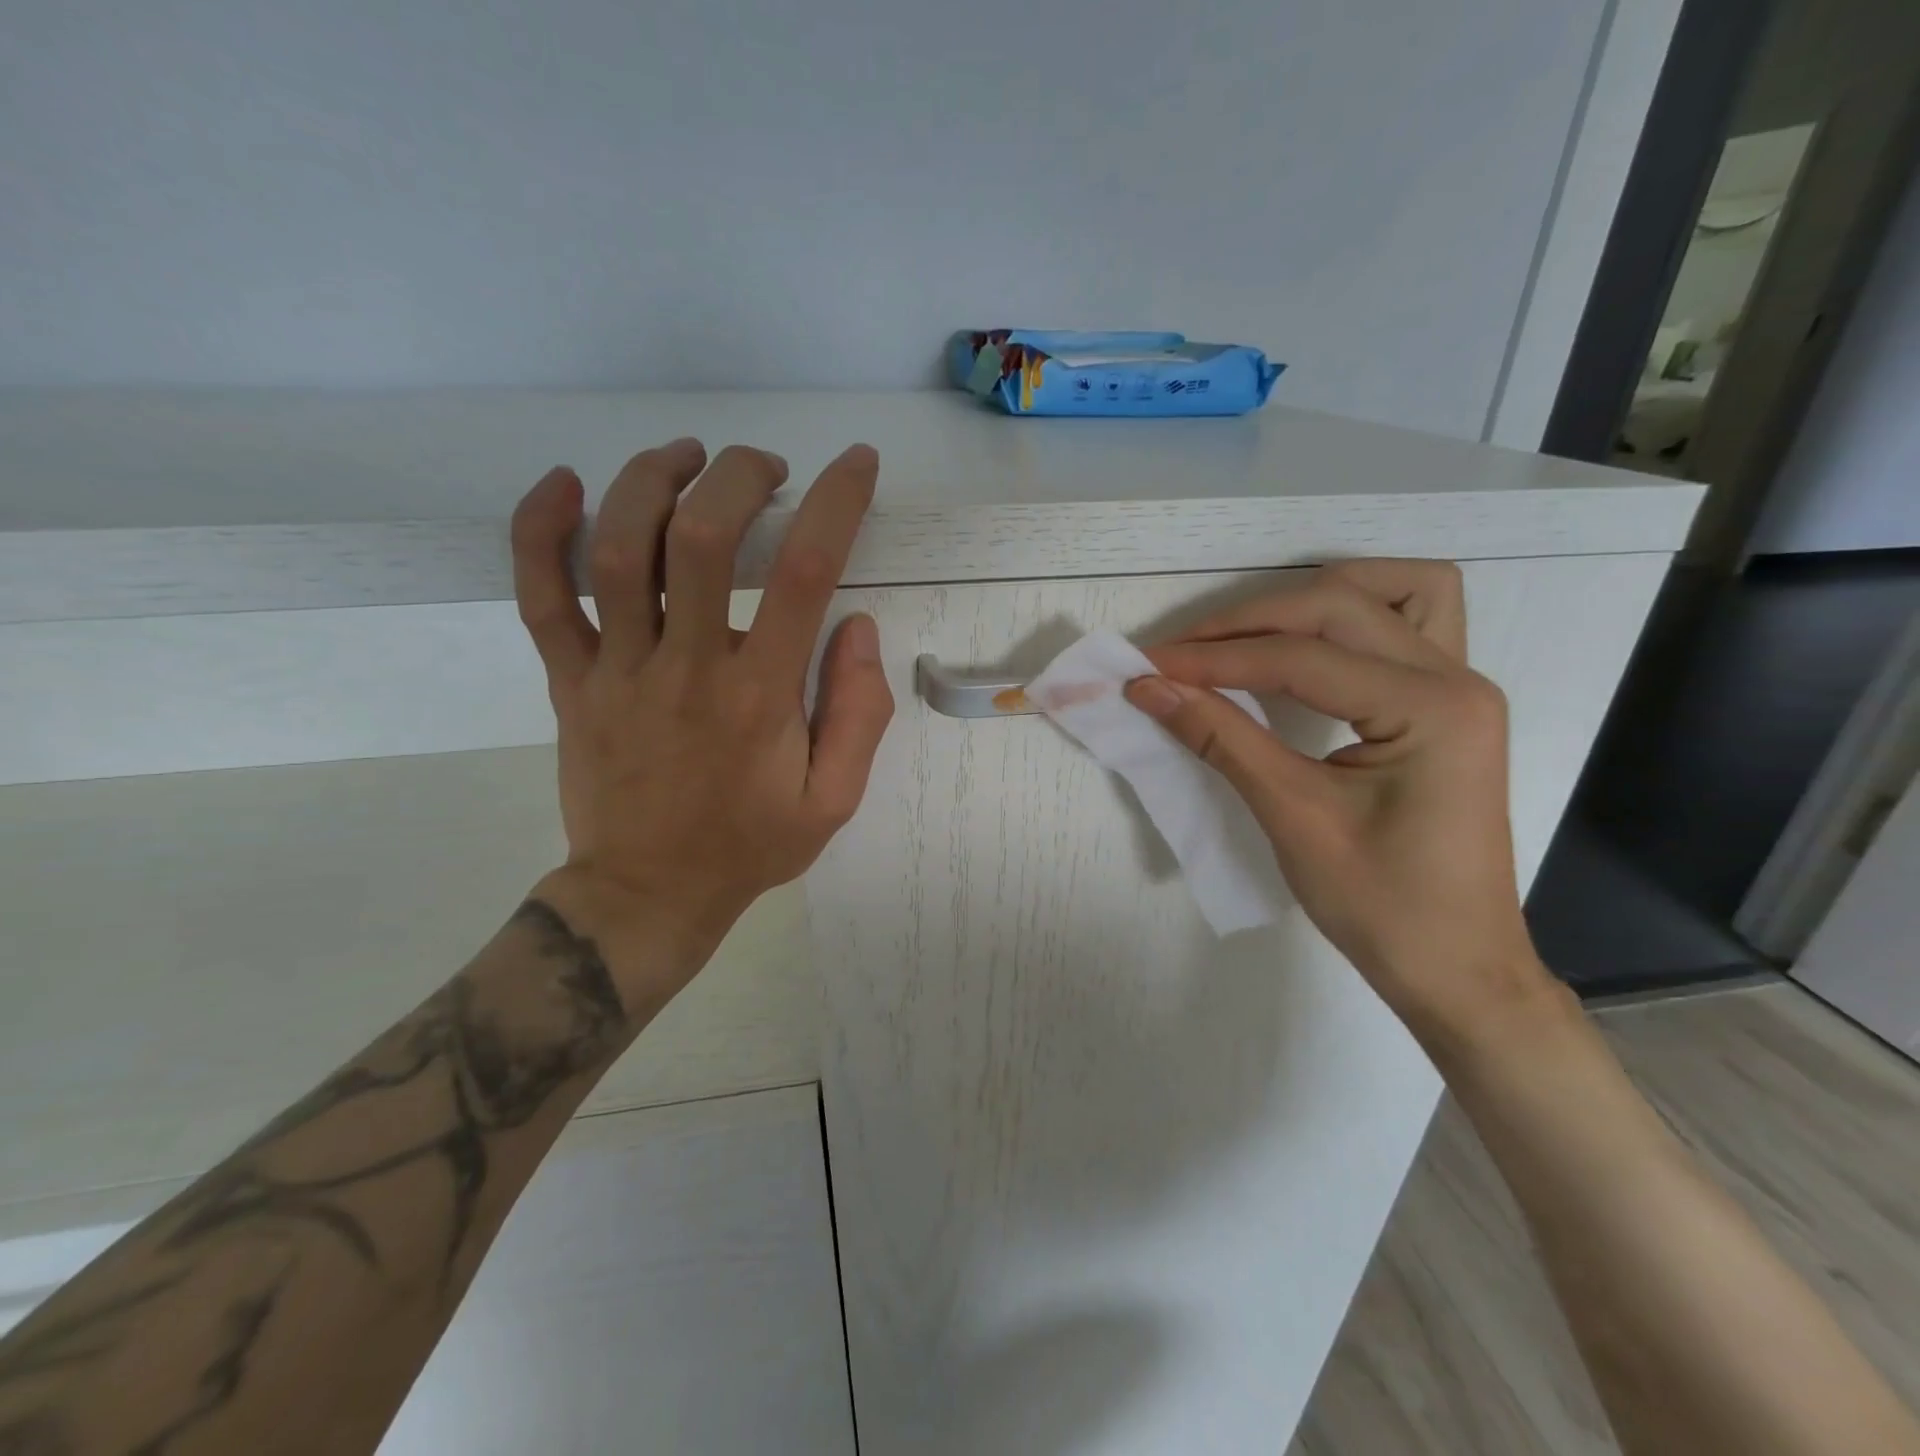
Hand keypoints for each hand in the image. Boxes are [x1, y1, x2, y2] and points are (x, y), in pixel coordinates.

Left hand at [508, 438, 893, 1000]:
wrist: (648, 894)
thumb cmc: (749, 846)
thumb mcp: (833, 800)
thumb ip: (858, 714)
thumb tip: (856, 626)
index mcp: (760, 696)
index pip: (804, 574)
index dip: (836, 504)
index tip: (855, 464)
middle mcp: (686, 668)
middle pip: (701, 537)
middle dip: (738, 476)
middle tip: (765, 468)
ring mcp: (617, 671)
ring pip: (616, 550)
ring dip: (651, 480)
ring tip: (687, 455)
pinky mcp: (570, 682)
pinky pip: (539, 596)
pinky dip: (539, 530)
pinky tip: (564, 484)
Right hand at [1123, 560, 1552, 1041]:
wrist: (1455, 967)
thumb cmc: (1382, 906)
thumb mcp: (1293, 817)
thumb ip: (1222, 738)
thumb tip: (1150, 689)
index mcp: (1431, 707)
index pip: (1301, 658)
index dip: (1214, 659)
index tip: (1147, 668)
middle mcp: (1457, 677)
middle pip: (1338, 607)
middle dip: (1248, 623)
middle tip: (1179, 655)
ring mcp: (1460, 685)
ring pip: (1390, 591)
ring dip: (1312, 598)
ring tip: (1248, 631)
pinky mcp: (1446, 703)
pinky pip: (1407, 623)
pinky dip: (1353, 616)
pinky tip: (1310, 641)